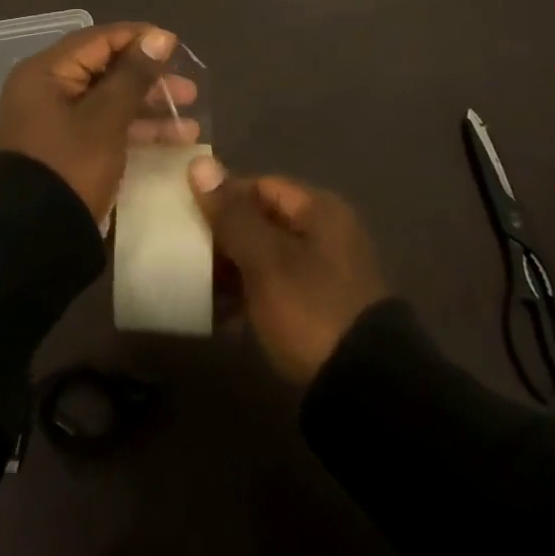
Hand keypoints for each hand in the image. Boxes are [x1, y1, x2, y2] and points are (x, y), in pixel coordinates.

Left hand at [0, 23, 199, 220]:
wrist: (33, 244)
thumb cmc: (70, 167)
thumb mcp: (106, 118)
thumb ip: (133, 75)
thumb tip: (158, 37)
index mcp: (45, 72)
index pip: (98, 40)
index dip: (139, 40)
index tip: (176, 46)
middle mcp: (46, 90)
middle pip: (105, 70)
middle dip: (149, 80)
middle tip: (189, 91)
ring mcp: (56, 122)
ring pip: (109, 102)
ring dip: (149, 108)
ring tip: (190, 122)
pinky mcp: (67, 150)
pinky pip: (105, 127)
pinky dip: (135, 130)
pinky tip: (174, 140)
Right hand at [189, 158, 388, 383]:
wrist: (366, 392)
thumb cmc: (310, 309)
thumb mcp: (265, 260)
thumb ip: (231, 213)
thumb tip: (199, 163)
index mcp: (319, 210)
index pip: (260, 185)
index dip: (223, 197)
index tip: (188, 215)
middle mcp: (326, 234)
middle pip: (263, 221)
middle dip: (225, 237)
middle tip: (188, 254)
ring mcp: (325, 274)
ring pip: (267, 257)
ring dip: (234, 270)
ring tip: (198, 288)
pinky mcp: (321, 311)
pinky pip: (276, 290)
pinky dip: (250, 297)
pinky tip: (223, 318)